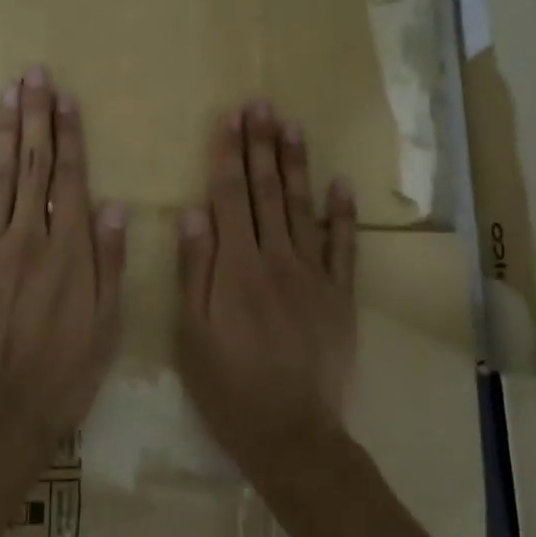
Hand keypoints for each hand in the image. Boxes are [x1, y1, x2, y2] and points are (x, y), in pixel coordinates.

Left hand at [0, 67, 126, 447]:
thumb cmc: (64, 374)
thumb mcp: (107, 325)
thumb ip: (109, 262)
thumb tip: (114, 206)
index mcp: (69, 250)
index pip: (72, 178)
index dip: (70, 135)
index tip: (67, 98)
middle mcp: (27, 237)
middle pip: (33, 166)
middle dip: (35, 117)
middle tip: (34, 75)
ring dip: (2, 133)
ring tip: (6, 94)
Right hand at [176, 99, 357, 481]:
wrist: (291, 431)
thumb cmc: (229, 386)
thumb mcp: (192, 333)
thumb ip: (195, 269)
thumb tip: (194, 211)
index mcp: (236, 266)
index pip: (230, 197)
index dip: (229, 155)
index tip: (231, 118)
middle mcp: (276, 259)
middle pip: (267, 192)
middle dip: (262, 145)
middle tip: (261, 104)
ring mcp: (313, 275)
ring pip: (303, 207)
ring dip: (297, 164)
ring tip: (292, 125)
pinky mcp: (340, 295)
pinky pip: (343, 246)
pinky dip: (342, 214)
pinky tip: (341, 183)